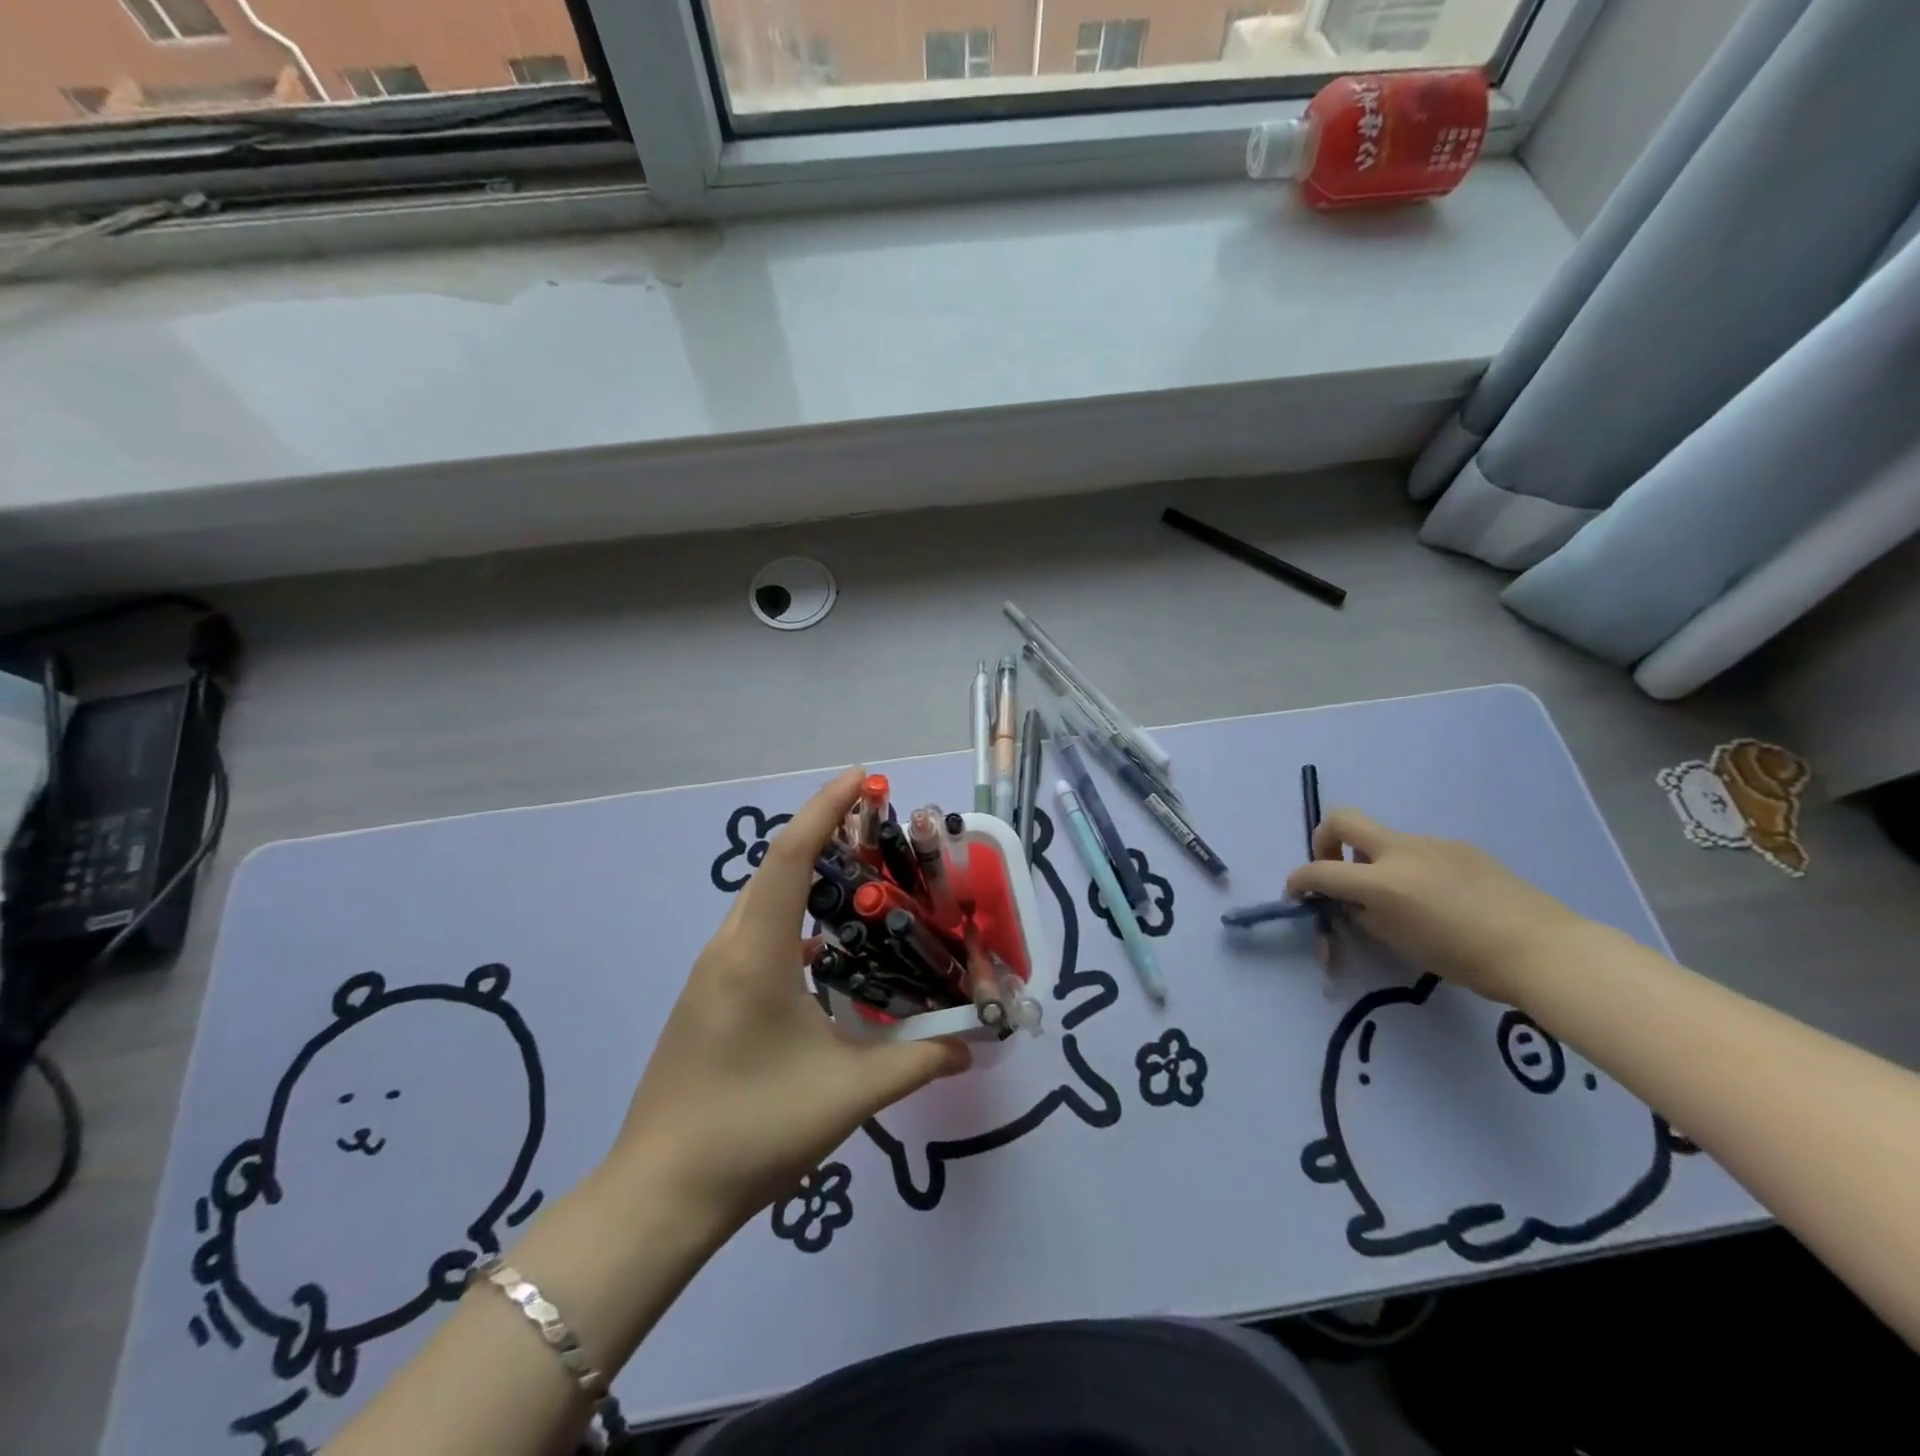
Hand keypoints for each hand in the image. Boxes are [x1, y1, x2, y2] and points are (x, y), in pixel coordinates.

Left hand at [609, 768, 969, 1232]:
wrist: (659, 1195)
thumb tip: (971, 1045)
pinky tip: (826, 949)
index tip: (862, 777)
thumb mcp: (848, 1094)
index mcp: (755, 952)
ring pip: (762, 901)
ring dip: (806, 875)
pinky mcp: (708, 998)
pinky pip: (755, 933)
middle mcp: (728, 948)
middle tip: (875, 821)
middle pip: (775, 868)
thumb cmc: (753, 1131)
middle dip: (822, 832)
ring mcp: (711, 973)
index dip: (826, 808)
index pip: (792, 856)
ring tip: (859, 874)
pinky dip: (793, 917)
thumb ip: (917, 1062)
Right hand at [1285, 808, 1583, 1005]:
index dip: (1298, 881)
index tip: (1296, 894)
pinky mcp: (1459, 847)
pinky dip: (1408, 866)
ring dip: (1373, 859)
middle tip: (1333, 867)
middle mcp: (1400, 851)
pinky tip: (1436, 898)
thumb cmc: (1465, 958)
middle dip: (1324, 839)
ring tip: (1395, 896)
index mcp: (1382, 881)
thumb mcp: (1399, 942)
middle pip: (1342, 819)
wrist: (1543, 950)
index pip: (1320, 871)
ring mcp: (1432, 843)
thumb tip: (1352, 903)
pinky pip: (1419, 849)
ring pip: (1384, 838)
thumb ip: (1365, 915)